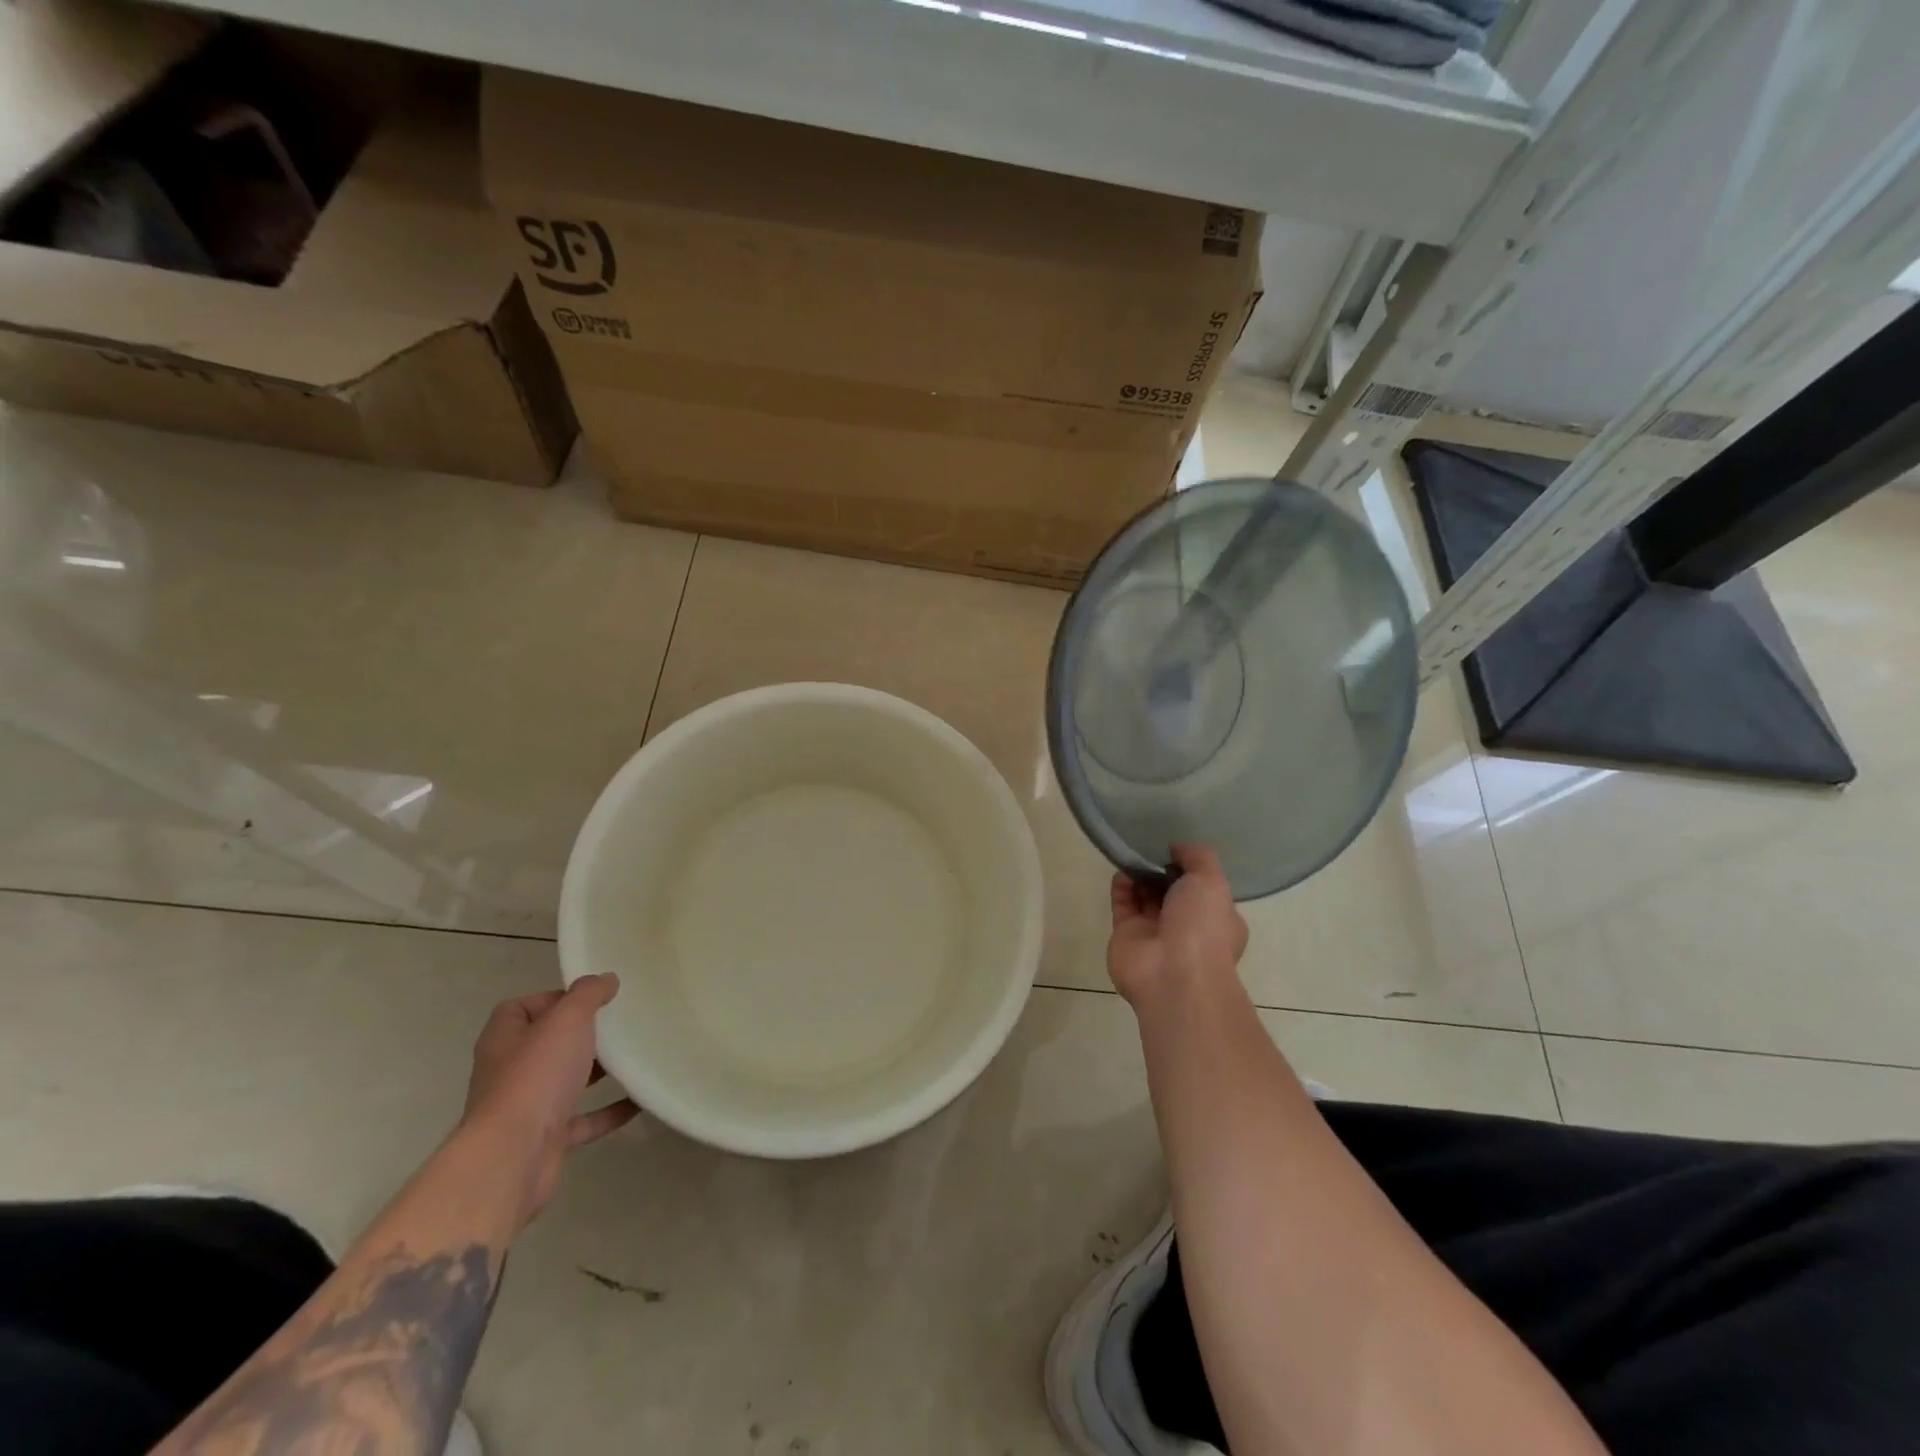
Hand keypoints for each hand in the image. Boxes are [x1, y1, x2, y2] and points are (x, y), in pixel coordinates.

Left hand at [461, 975, 637, 1231]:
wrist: (513, 1156)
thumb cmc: (536, 1076)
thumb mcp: (567, 1019)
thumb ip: (588, 994)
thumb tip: (605, 979)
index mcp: (504, 1039)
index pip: (521, 1008)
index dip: (553, 999)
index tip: (591, 998)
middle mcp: (509, 1072)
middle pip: (546, 1045)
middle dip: (581, 1035)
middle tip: (619, 1023)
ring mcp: (526, 1108)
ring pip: (564, 1082)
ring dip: (596, 1072)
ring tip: (634, 1055)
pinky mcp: (546, 1140)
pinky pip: (584, 1120)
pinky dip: (610, 1111)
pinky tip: (640, 1099)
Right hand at [1107, 843, 1248, 1007]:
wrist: (1173, 974)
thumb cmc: (1203, 927)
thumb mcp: (1212, 881)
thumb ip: (1197, 857)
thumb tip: (1178, 847)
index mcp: (1216, 919)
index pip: (1204, 889)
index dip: (1191, 868)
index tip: (1177, 848)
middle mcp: (1187, 927)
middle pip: (1171, 891)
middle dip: (1162, 869)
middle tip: (1151, 846)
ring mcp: (1155, 932)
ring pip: (1145, 896)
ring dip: (1140, 874)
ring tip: (1135, 853)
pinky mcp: (1126, 935)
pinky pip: (1123, 904)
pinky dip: (1122, 886)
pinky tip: (1123, 870)